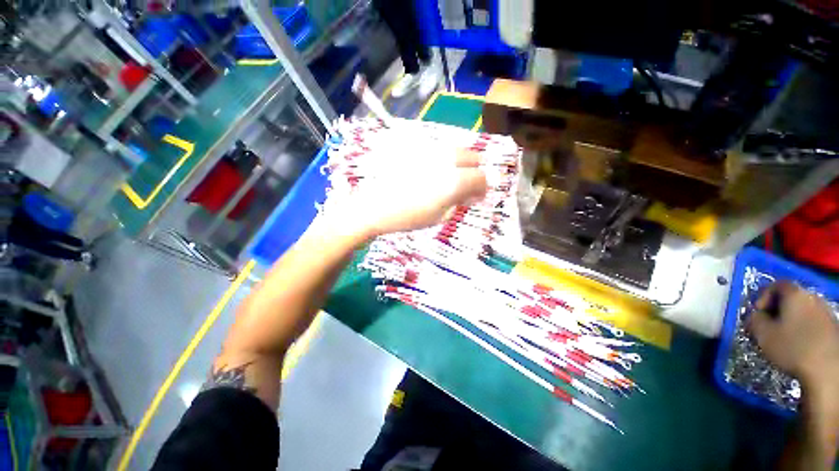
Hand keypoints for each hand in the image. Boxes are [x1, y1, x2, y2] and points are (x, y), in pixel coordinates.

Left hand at [323, 148, 487, 239]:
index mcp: (454, 179)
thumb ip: (459, 201)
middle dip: (474, 172)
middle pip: (473, 157)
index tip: (476, 198)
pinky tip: (433, 173)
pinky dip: (444, 161)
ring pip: (457, 150)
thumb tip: (471, 194)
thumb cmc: (407, 217)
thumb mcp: (439, 215)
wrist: (373, 206)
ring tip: (449, 181)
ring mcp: (431, 149)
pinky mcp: (417, 147)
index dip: (482, 189)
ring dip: (460, 165)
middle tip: (465, 188)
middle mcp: (446, 158)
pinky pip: (440, 149)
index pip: (481, 177)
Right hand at [748, 282, 838, 392]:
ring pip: (802, 310)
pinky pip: (813, 321)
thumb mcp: (763, 334)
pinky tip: (799, 344)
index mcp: (795, 294)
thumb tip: (756, 316)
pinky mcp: (832, 326)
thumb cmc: (792, 347)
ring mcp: (826, 311)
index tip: (758, 314)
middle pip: (791, 298)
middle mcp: (812, 296)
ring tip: (783, 337)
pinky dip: (803, 329)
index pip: (775, 285)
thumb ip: (754, 320)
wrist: (827, 370)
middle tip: (769, 327)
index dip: (763, 297)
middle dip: (777, 310)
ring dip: (791, 320)